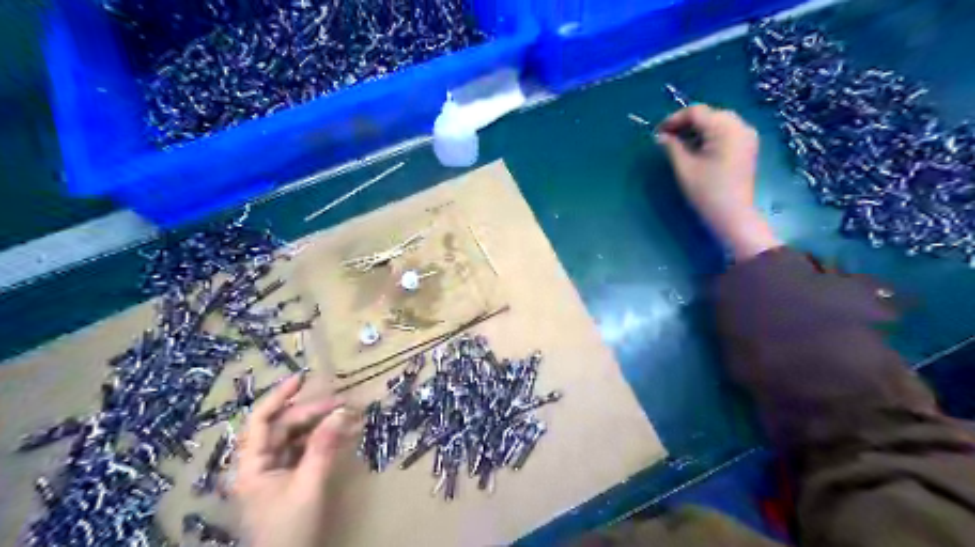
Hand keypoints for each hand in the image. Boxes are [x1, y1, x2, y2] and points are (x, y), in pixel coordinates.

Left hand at [238, 373, 359, 545]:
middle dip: (313, 412)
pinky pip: (304, 452)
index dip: (279, 396)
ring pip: (296, 438)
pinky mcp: (288, 480)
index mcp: (251, 465)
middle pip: (284, 427)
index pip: (260, 421)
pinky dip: (323, 442)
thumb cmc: (290, 529)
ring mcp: (274, 473)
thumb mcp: (309, 485)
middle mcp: (259, 464)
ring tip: (349, 416)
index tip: (303, 378)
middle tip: (343, 403)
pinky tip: (343, 434)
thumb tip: (341, 412)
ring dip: (321, 426)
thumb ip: (323, 447)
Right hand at [654, 105, 781, 263]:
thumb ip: (672, 147)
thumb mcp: (684, 168)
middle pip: (708, 114)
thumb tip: (661, 135)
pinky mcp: (747, 147)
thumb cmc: (706, 192)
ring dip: (697, 129)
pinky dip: (709, 136)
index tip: (657, 133)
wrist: (733, 215)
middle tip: (666, 138)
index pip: (696, 112)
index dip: (674, 119)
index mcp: (725, 128)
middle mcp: (740, 125)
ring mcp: (747, 136)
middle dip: (686, 123)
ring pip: (717, 122)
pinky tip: (696, 149)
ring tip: (679, 144)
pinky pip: (726, 132)